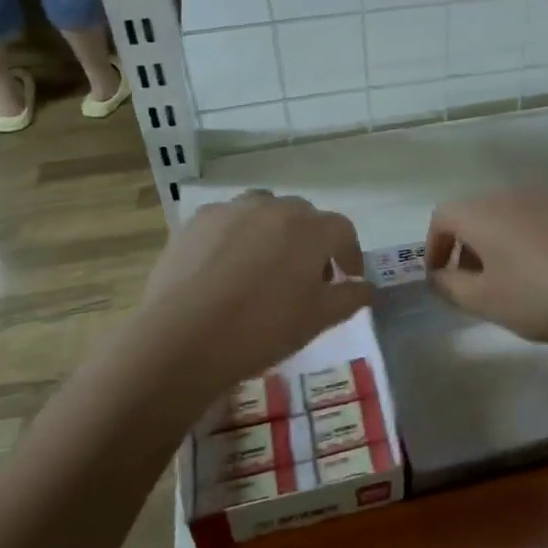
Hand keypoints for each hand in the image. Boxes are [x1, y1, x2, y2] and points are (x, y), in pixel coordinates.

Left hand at [126, 191, 373, 399]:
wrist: (182, 339)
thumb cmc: (261, 330)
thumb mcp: (317, 320)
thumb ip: (349, 298)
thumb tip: (365, 287)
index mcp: (311, 229)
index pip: (343, 231)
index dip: (349, 254)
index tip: (347, 278)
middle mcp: (275, 208)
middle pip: (304, 217)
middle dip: (312, 242)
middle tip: (306, 277)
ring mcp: (233, 210)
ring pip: (265, 211)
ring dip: (274, 231)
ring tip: (265, 265)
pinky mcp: (197, 221)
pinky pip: (229, 220)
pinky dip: (237, 236)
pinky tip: (226, 267)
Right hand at [425, 187, 547, 350]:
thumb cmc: (544, 297)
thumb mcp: (487, 302)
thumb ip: (452, 287)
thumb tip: (438, 276)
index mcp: (483, 211)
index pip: (443, 217)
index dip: (434, 247)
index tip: (440, 277)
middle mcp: (512, 192)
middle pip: (477, 212)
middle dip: (467, 245)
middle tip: (474, 282)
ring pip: (510, 213)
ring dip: (500, 241)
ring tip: (512, 278)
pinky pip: (541, 217)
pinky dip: (531, 238)